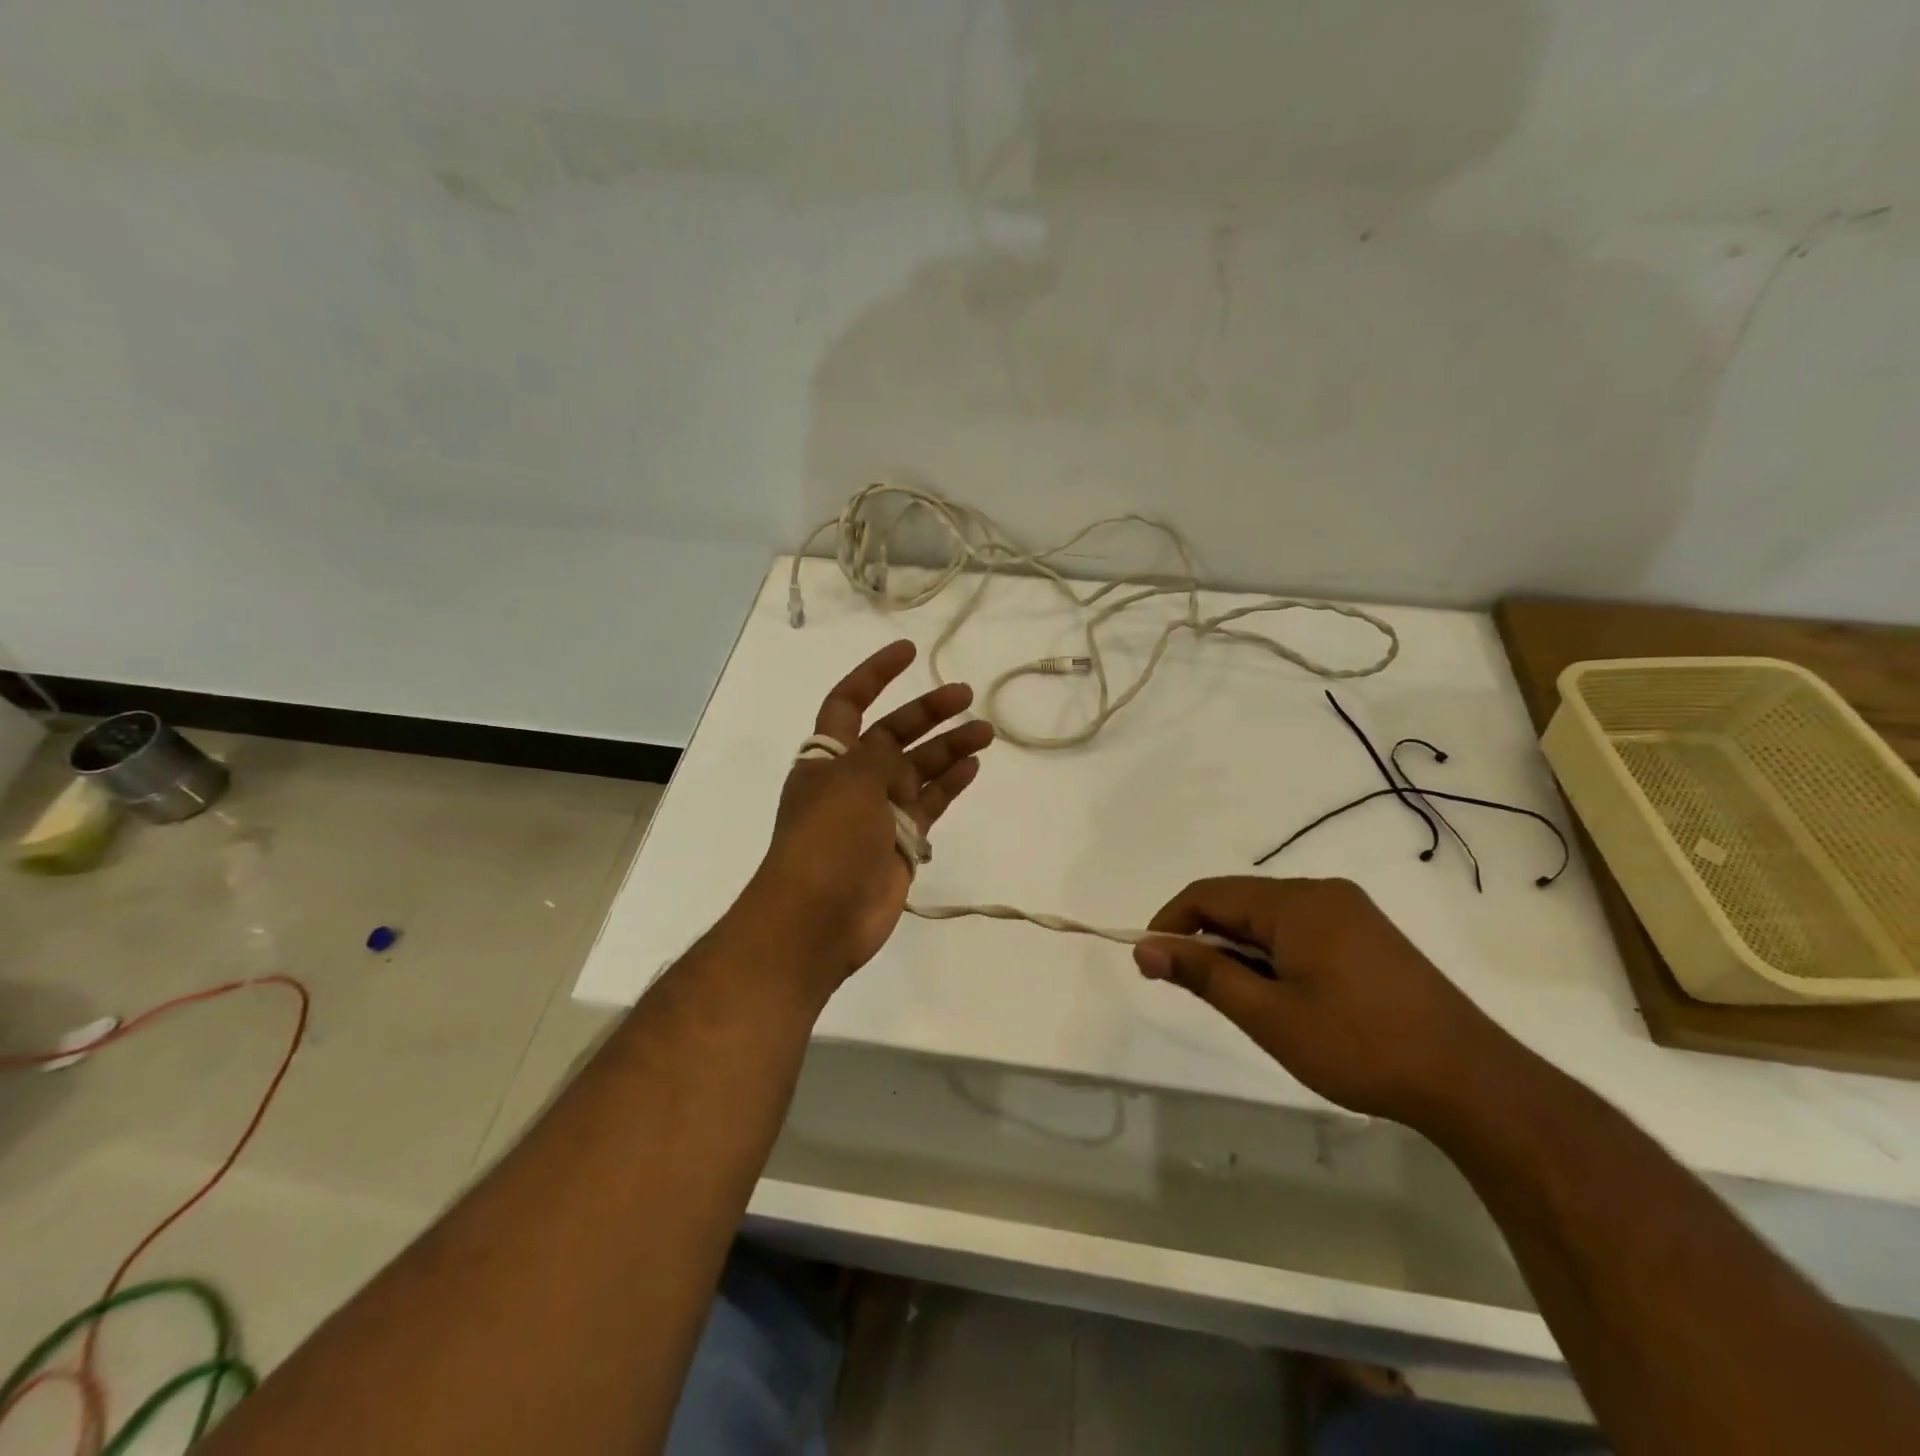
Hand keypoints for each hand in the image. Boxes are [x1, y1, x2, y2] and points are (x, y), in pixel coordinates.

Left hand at [748, 640, 993, 989]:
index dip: (875, 675)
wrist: (819, 917)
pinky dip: (950, 784)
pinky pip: (931, 803)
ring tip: (985, 730)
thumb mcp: (850, 781)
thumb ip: (880, 757)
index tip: (908, 651)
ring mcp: (879, 812)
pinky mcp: (902, 842)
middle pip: (893, 733)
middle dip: (927, 712)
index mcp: (827, 758)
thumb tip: (900, 754)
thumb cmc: (827, 839)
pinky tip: (973, 766)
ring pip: (919, 768)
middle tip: (965, 694)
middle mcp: (853, 779)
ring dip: (949, 747)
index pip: (848, 702)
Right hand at [1133, 877, 1522, 1129]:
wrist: (1472, 1082)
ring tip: (1242, 1000)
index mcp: (1296, 902)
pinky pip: (1300, 928)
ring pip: (1269, 917)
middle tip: (1193, 989)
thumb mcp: (1268, 1015)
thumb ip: (1203, 974)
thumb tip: (1144, 948)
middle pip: (1239, 902)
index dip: (1170, 922)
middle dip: (1206, 938)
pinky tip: (1283, 994)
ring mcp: (1351, 911)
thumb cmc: (1359, 1046)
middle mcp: (1322, 892)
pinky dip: (1273, 953)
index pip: (1209, 893)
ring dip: (1240, 948)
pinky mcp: (1369, 935)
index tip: (1150, 961)